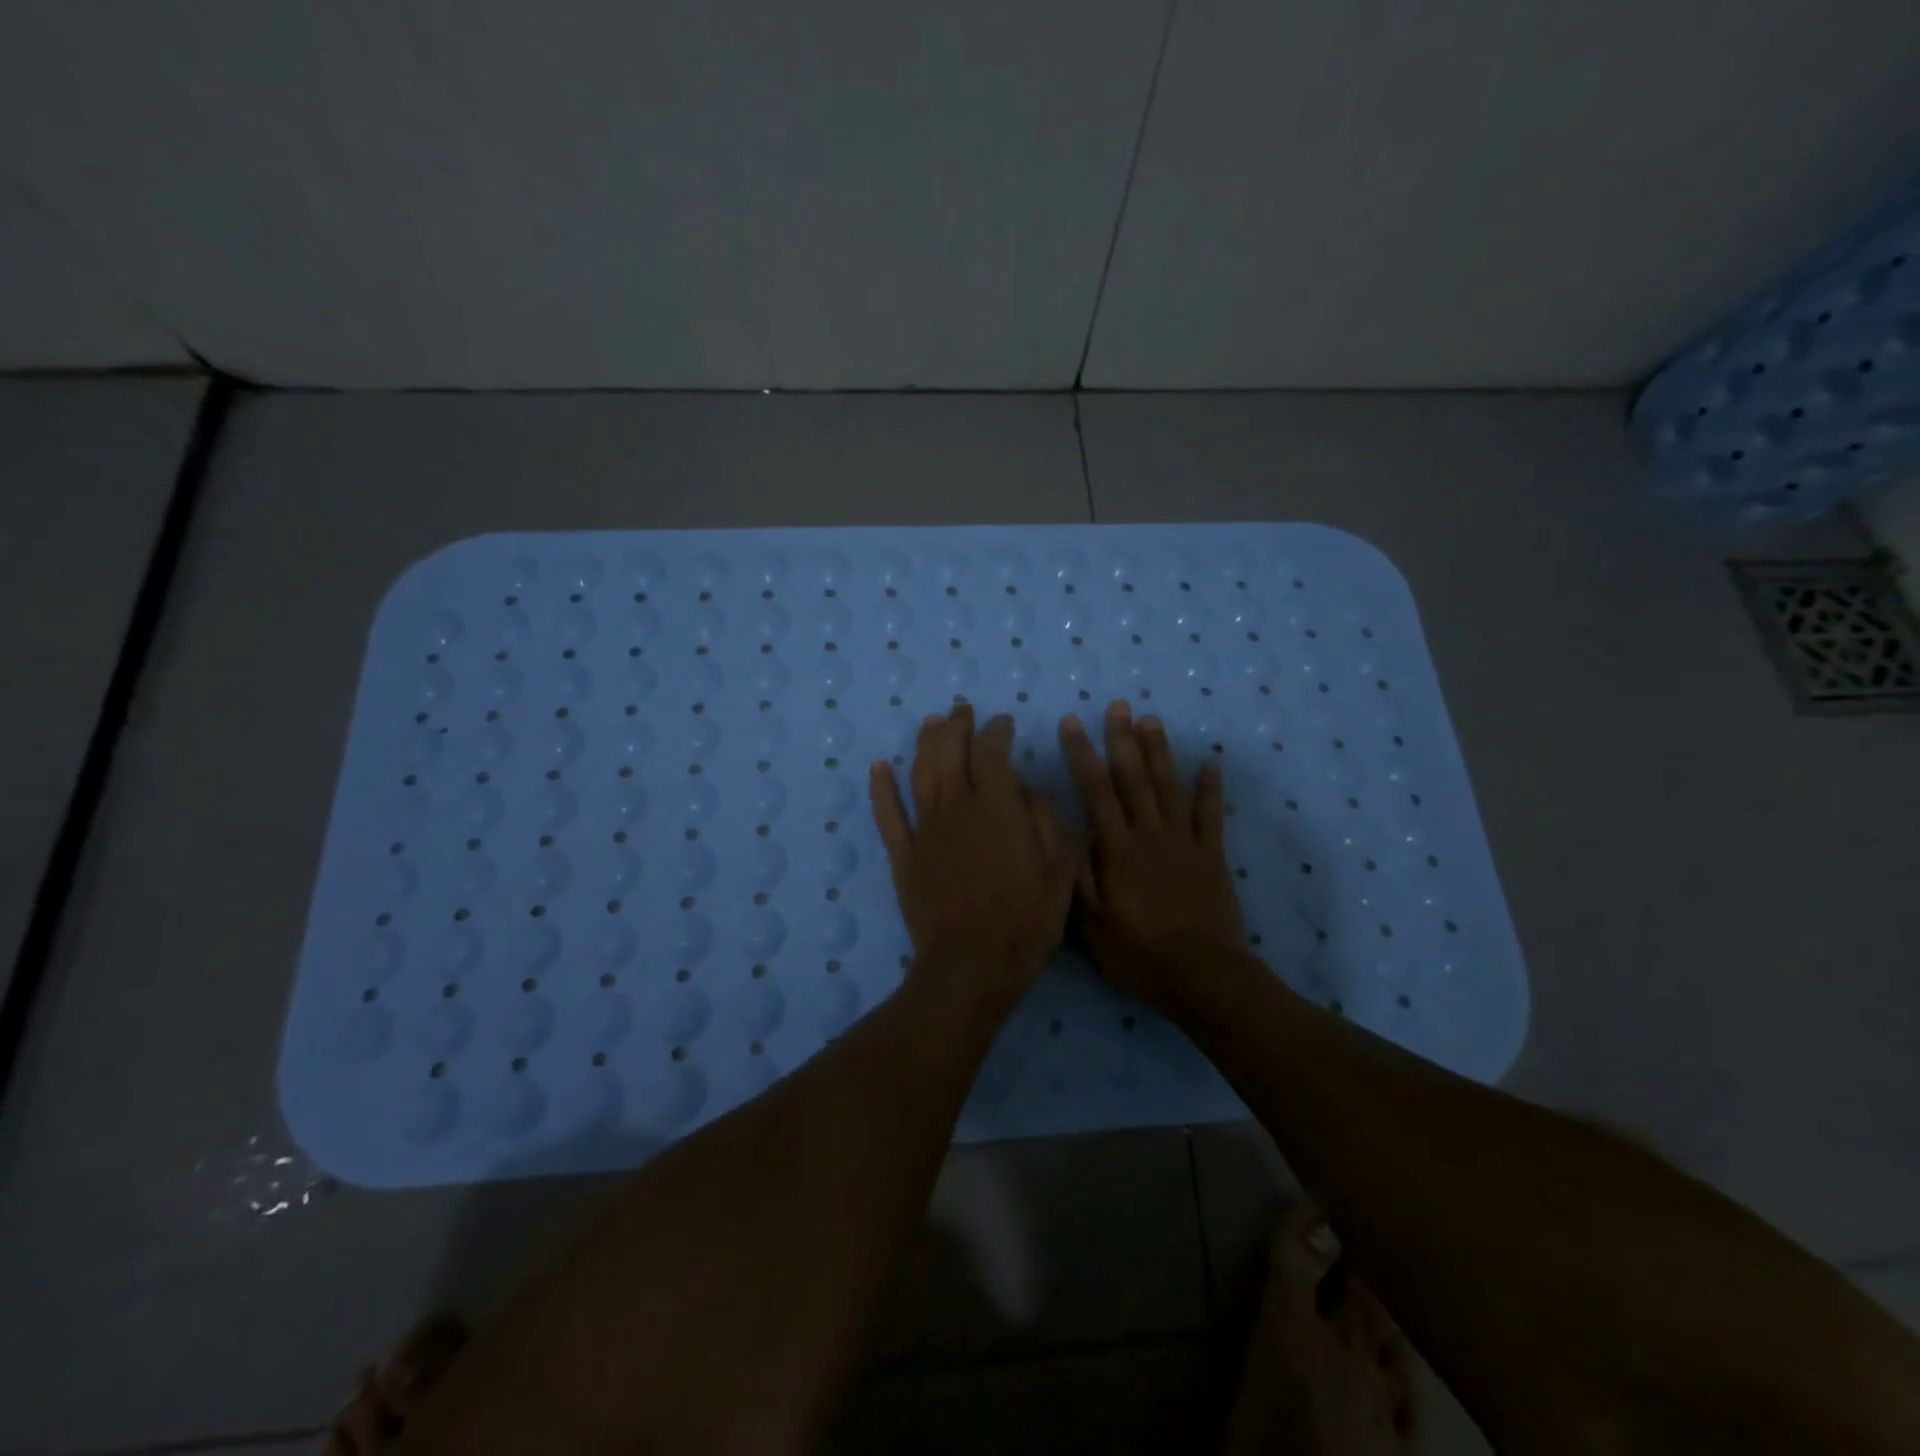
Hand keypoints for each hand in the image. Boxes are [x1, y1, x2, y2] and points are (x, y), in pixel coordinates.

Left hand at [869, 705, 1074, 1010]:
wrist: (972, 965)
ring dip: (925, 744)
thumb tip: (1026, 790)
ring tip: (932, 724)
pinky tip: (879, 767)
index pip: (993, 752)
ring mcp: (925, 830)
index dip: (997, 731)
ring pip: (920, 773)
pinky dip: (881, 788)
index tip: (1003, 723)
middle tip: (962, 711)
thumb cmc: (1026, 921)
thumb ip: (1046, 821)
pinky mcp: (903, 855)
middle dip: (958, 726)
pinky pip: (888, 814)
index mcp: (998, 807)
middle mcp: (957, 807)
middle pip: (951, 752)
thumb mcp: (1060, 870)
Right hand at [1060, 701, 1248, 1019]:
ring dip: (1160, 752)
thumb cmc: (1140, 954)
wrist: (1204, 978)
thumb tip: (1059, 831)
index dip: (1083, 755)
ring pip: (1169, 787)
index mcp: (1117, 850)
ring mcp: (1185, 842)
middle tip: (1118, 707)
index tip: (1073, 723)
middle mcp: (1150, 835)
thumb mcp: (1091, 924)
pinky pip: (1211, 815)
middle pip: (1134, 779)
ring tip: (1151, 721)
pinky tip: (1210, 764)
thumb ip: (1075, 875)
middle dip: (1122, 740)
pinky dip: (1210, 789)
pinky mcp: (1212, 856)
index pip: (1096, 792)